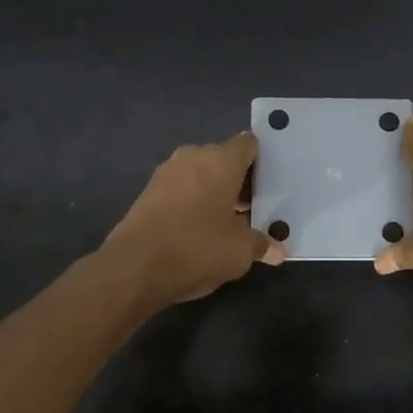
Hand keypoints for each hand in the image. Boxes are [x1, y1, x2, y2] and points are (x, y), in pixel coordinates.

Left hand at [103, 131, 284, 308]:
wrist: (135, 267)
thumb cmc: (198, 247)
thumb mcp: (240, 251)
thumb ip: (262, 244)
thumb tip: (278, 251)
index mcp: (221, 160)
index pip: (248, 144)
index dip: (261, 161)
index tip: (270, 183)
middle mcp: (192, 157)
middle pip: (224, 160)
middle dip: (239, 181)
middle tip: (255, 209)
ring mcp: (166, 173)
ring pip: (201, 176)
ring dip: (215, 193)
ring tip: (230, 222)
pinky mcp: (148, 193)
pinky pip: (181, 191)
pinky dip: (194, 204)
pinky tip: (201, 230)